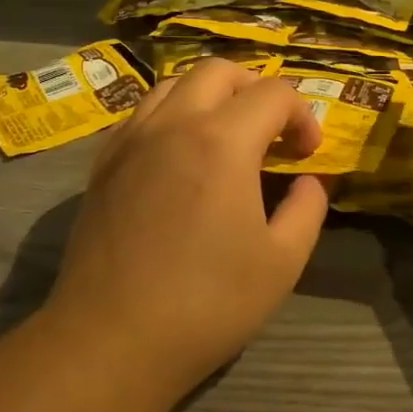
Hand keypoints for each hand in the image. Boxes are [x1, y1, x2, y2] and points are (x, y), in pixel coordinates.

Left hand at [44, 59, 329, 406]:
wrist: (112, 340)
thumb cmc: (207, 303)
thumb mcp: (283, 262)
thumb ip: (307, 208)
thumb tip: (309, 180)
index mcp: (222, 141)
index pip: (273, 94)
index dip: (302, 116)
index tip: (307, 154)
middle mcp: (173, 124)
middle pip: (219, 72)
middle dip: (255, 89)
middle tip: (271, 130)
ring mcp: (131, 139)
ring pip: (173, 84)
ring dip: (210, 96)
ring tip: (226, 135)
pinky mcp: (103, 162)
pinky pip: (141, 113)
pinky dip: (171, 115)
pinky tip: (179, 155)